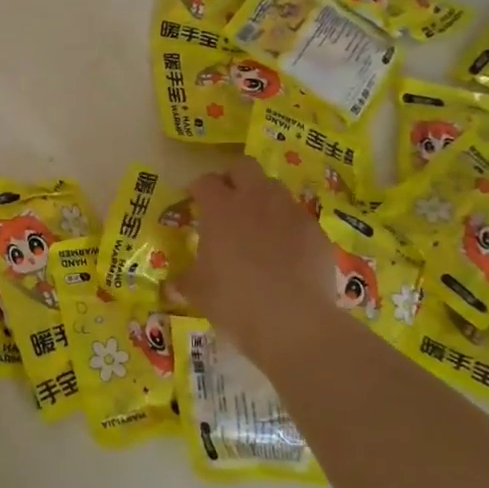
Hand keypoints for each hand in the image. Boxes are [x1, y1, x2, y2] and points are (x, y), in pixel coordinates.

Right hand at [178, 156, 341, 366]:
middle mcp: (255, 199)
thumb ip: (185, 282)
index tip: (194, 201)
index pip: (205, 181)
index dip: (198, 188)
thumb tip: (172, 286)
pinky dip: (289, 226)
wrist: (293, 321)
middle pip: (244, 166)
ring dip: (263, 199)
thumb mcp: (200, 292)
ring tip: (258, 225)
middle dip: (233, 177)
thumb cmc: (235, 300)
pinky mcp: (316, 231)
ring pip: (275, 188)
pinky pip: (298, 218)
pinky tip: (286, 252)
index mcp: (220, 208)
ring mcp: (290, 212)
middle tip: (227, 200)